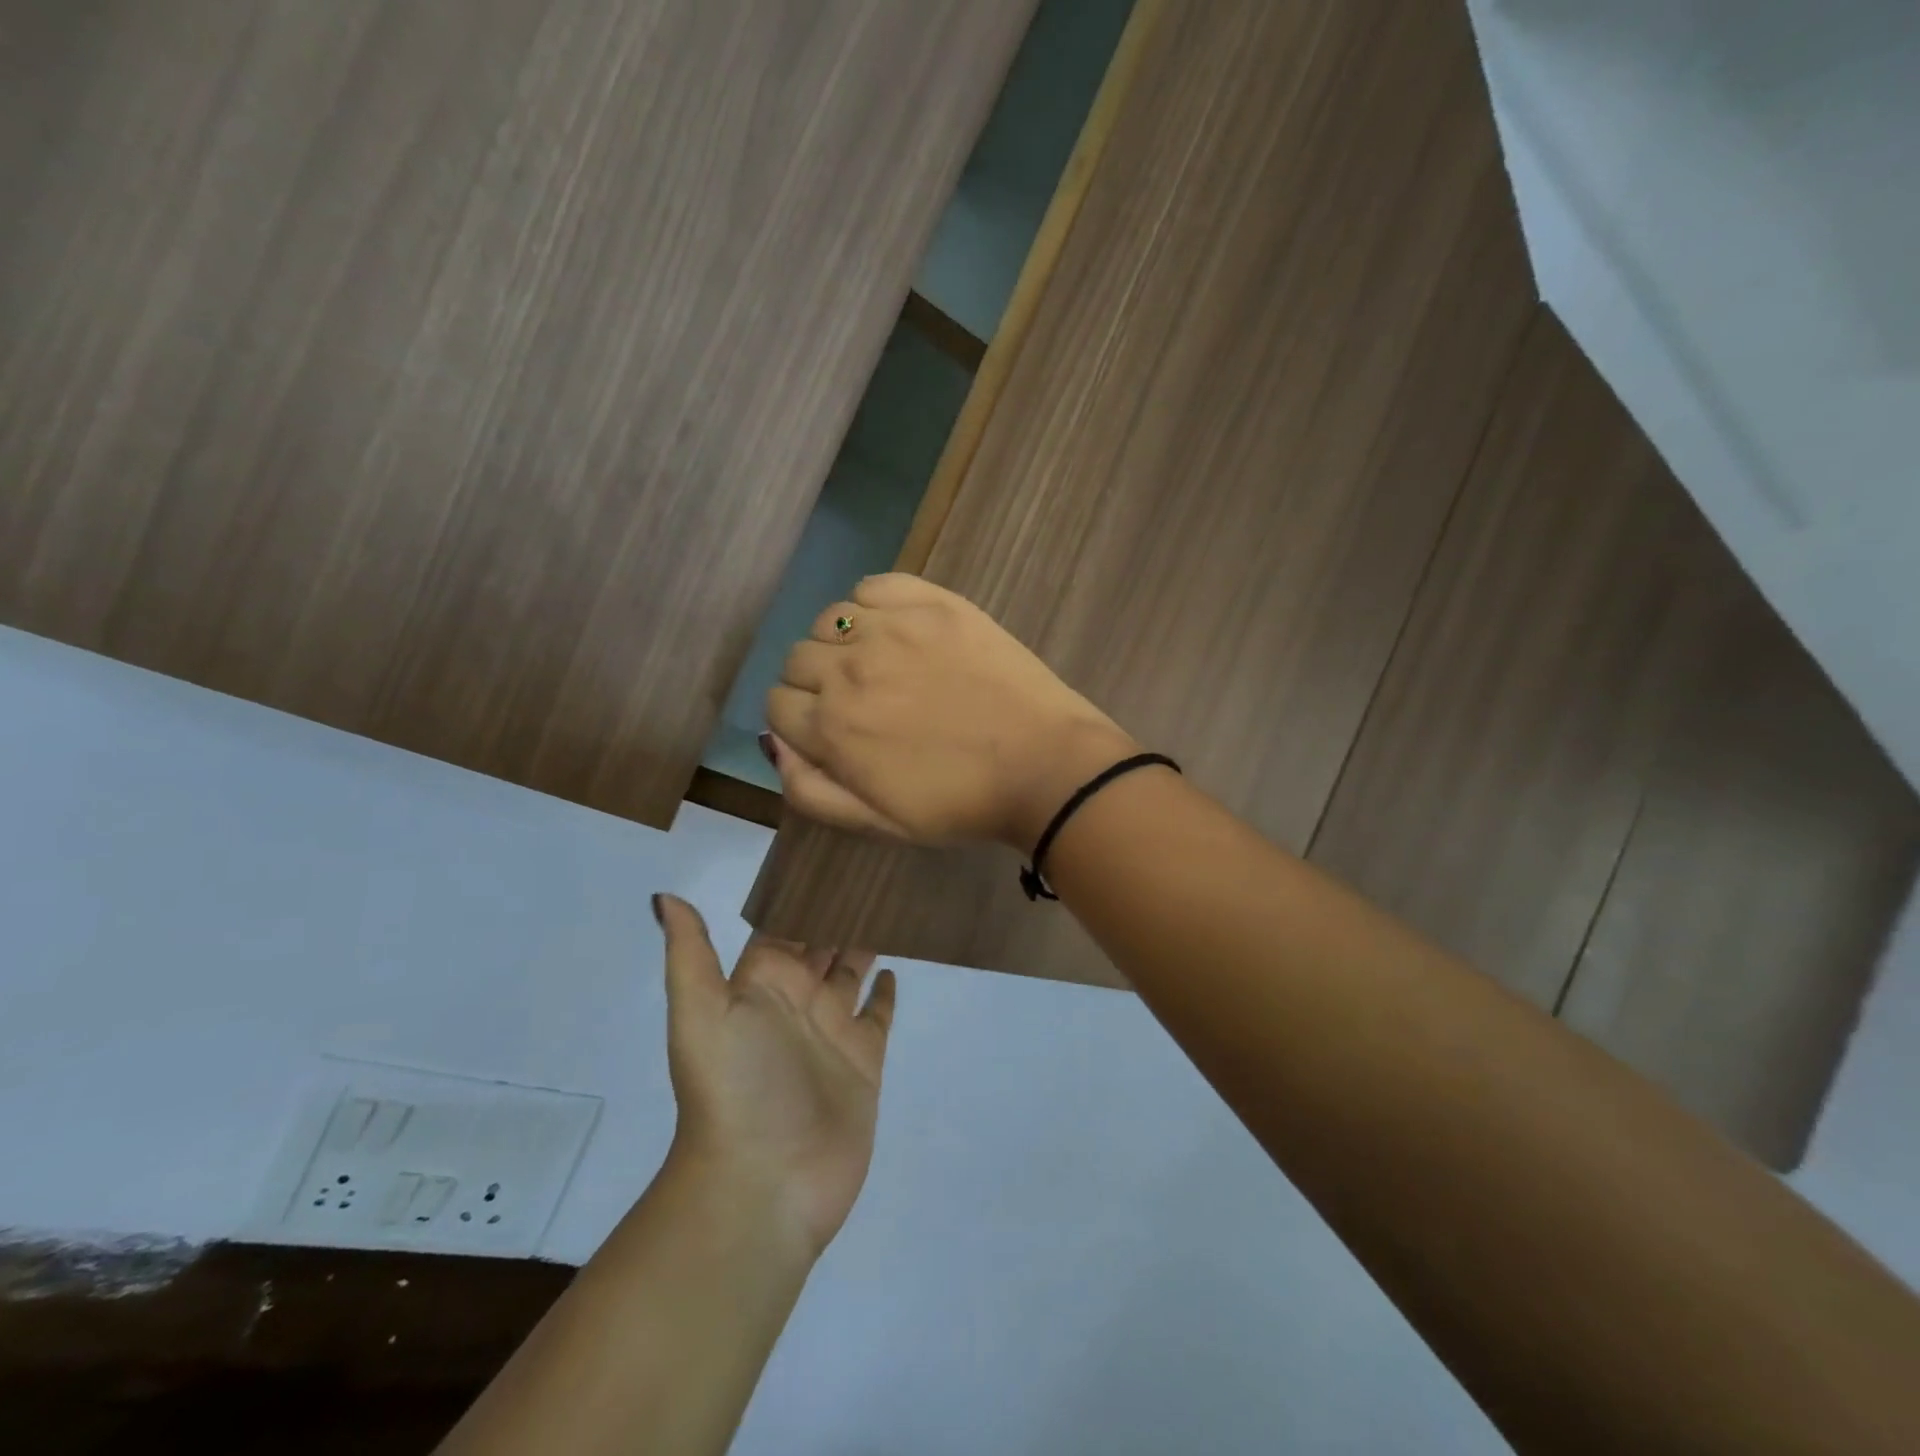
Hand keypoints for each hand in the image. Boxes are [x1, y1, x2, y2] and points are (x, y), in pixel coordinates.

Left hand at [655, 895, 894, 1258]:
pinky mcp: (864, 1059)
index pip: (784, 921)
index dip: (803, 889)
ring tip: (892, 899)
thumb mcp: (701, 1013)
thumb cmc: (736, 1087)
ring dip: (866, 939)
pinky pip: (877, 1014)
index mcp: (761, 982)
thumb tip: (664, 897)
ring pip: (853, 970)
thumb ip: (690, 952)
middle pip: (822, 939)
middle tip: (874, 862)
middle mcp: (797, 998)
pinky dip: (884, 991)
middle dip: (840, 907)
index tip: (831, 848)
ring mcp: (832, 1029)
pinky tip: (895, 966)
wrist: (765, 1183)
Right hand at [764, 574, 1136, 847]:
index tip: (833, 731)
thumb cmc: (961, 804)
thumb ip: (810, 791)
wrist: (1044, 766)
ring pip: (830, 619)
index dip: (801, 720)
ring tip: (882, 664)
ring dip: (842, 642)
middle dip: (817, 683)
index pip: (777, 704)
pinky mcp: (933, 603)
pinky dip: (874, 604)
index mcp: (831, 726)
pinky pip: (874, 586)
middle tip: (863, 703)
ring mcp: (892, 628)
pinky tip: (898, 629)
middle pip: (798, 659)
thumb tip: (774, 746)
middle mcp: (849, 668)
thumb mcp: (877, 824)